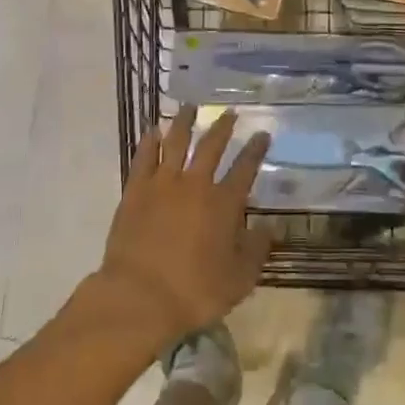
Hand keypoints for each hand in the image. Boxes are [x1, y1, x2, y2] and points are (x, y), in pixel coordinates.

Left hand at [91, 108, 272, 349]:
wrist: (139, 297)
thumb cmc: (194, 292)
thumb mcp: (238, 279)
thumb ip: (256, 250)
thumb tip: (269, 227)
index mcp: (224, 203)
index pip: (245, 168)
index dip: (255, 150)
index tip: (262, 134)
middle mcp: (195, 185)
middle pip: (211, 147)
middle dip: (223, 128)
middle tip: (230, 113)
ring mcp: (162, 184)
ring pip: (175, 143)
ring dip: (184, 122)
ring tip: (189, 107)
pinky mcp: (135, 191)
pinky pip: (143, 158)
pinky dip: (149, 142)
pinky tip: (152, 130)